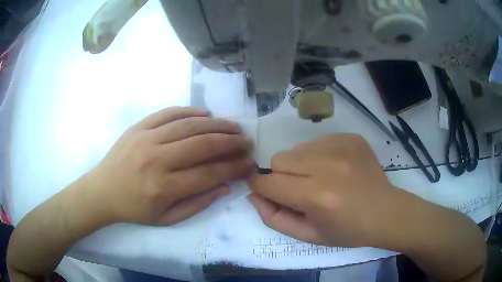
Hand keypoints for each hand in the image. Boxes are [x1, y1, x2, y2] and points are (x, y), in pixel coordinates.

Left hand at [89, 107, 253, 225]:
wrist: (102, 191)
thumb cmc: (134, 209)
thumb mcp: (166, 219)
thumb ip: (197, 204)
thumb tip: (225, 186)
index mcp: (163, 187)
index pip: (208, 173)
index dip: (233, 167)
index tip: (249, 162)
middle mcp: (156, 159)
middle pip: (202, 144)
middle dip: (230, 142)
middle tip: (246, 141)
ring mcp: (146, 138)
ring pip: (189, 125)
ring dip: (216, 124)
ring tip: (233, 126)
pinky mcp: (139, 126)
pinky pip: (169, 113)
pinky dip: (191, 112)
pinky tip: (206, 115)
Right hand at [248, 134, 399, 247]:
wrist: (385, 212)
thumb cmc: (347, 230)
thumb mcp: (308, 235)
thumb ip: (274, 218)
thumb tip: (253, 194)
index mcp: (316, 197)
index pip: (268, 183)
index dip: (260, 188)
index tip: (267, 192)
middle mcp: (327, 167)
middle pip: (279, 160)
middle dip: (281, 177)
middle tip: (300, 190)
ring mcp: (341, 147)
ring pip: (296, 149)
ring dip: (299, 165)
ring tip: (319, 179)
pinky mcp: (350, 137)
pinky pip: (316, 141)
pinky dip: (317, 155)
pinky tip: (335, 169)